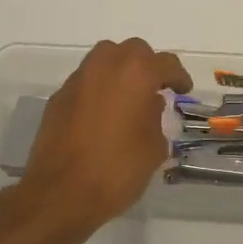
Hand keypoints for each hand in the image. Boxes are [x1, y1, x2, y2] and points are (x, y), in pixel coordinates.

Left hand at [17, 38, 191, 234]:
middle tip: (155, 88)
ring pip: (105, 59)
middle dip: (147, 65)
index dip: (178, 77)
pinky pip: (86, 81)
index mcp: (136, 73)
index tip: (183, 91)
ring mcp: (78, 79)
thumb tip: (148, 105)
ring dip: (120, 71)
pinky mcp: (58, 96)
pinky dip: (98, 89)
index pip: (166, 63)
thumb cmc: (118, 169)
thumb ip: (155, 117)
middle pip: (133, 51)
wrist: (61, 192)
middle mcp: (106, 65)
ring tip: (128, 97)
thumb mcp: (154, 147)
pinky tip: (102, 114)